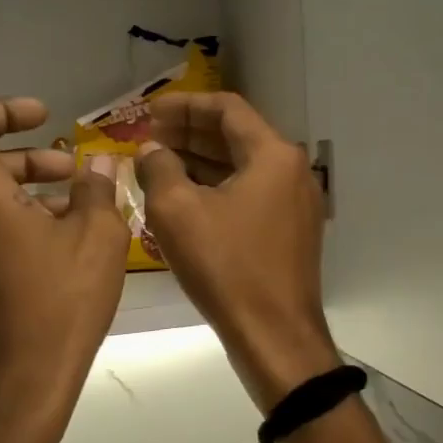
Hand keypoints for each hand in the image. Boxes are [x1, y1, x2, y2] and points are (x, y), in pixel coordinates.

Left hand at [0, 98, 127, 410]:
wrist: (27, 382)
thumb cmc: (63, 302)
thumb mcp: (99, 236)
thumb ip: (98, 189)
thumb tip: (98, 166)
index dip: (4, 111)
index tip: (44, 117)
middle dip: (32, 159)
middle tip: (75, 172)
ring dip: (30, 194)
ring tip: (78, 213)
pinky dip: (20, 224)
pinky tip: (61, 250)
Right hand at [136, 93, 336, 411]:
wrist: (275, 337)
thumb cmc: (226, 268)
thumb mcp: (178, 213)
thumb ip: (158, 169)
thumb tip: (150, 150)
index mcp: (273, 156)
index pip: (226, 109)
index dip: (183, 105)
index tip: (148, 112)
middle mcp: (291, 171)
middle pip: (236, 135)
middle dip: (189, 132)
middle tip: (148, 136)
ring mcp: (295, 203)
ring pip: (242, 167)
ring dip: (200, 161)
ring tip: (158, 163)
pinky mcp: (289, 231)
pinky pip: (249, 194)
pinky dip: (216, 188)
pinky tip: (184, 197)